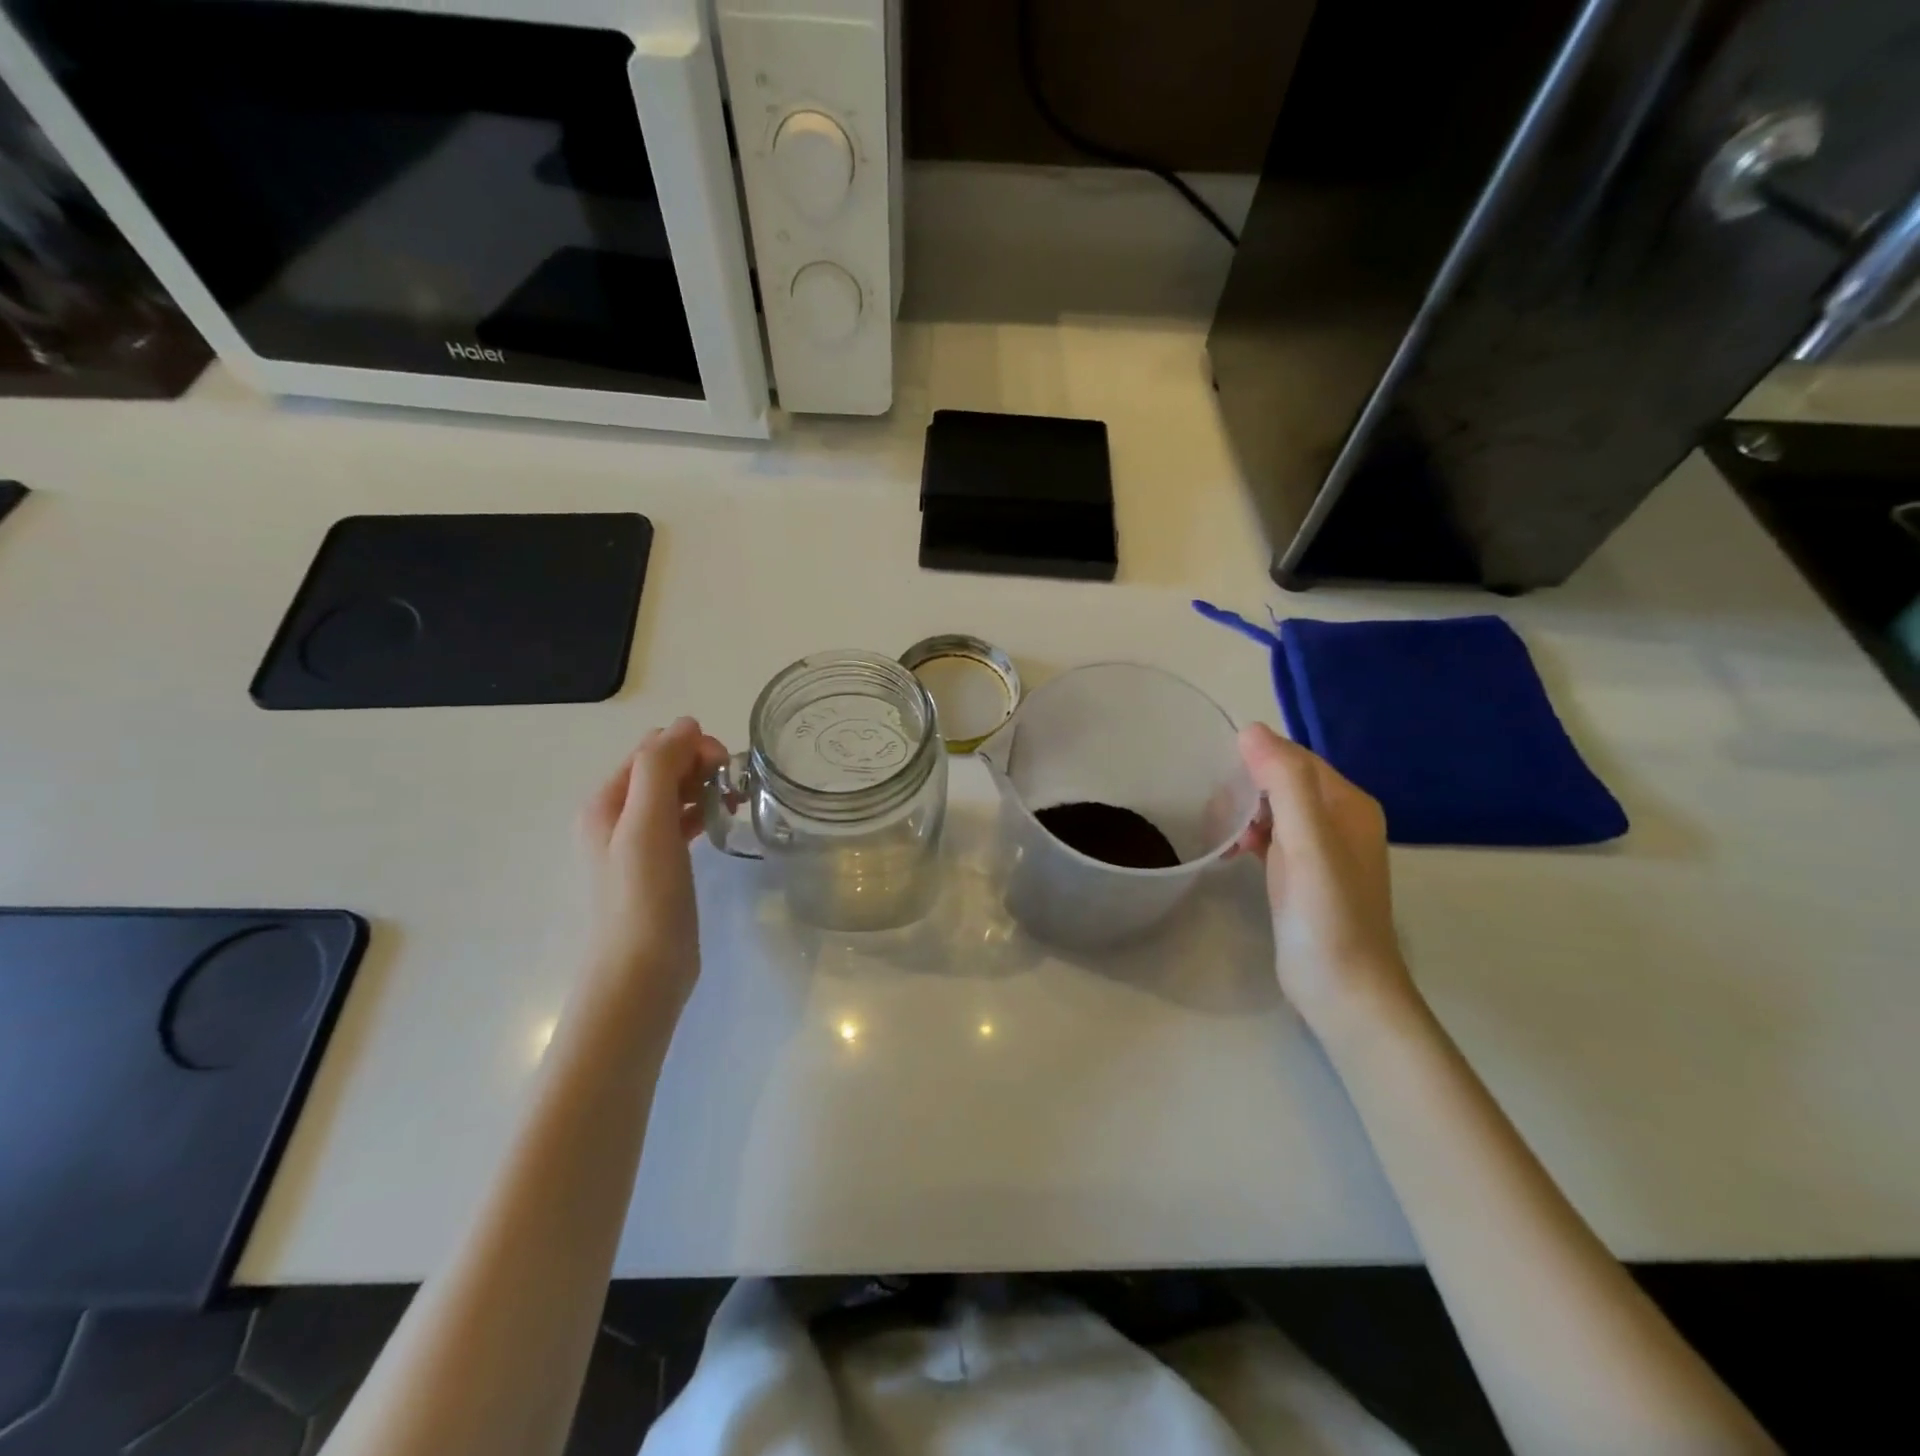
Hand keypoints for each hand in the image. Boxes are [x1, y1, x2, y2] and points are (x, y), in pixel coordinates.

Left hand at [578, 718, 728, 1012]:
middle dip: (700, 765)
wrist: (642, 972)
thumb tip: (686, 723)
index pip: (652, 749)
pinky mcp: (660, 866)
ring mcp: (638, 844)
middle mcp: (618, 817)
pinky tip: (722, 823)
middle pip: (663, 768)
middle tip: (734, 786)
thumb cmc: (644, 896)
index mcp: (607, 801)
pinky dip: (702, 813)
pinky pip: (681, 823)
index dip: (690, 747)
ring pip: (675, 795)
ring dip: (704, 787)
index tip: (725, 767)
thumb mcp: (647, 824)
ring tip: (734, 803)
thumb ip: (660, 768)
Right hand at [1236, 724, 1416, 1031]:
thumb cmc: (1326, 914)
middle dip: (1247, 787)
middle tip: (1213, 808)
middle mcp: (1341, 820)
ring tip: (1218, 830)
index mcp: (1349, 805)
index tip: (1218, 777)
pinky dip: (1250, 837)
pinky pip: (1274, 838)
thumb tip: (1250, 730)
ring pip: (1276, 810)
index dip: (1257, 760)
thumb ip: (1284, 784)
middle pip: (1285, 782)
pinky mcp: (1305, 876)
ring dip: (1246, 812)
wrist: (1342, 990)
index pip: (1296, 759)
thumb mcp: (1307, 842)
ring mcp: (1324, 850)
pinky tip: (1229, 851)